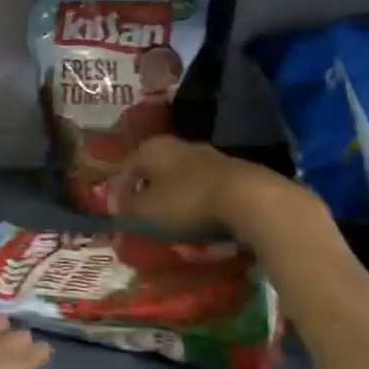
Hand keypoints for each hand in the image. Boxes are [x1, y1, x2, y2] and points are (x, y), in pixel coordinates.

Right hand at [113, 136, 293, 236]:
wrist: (251, 199)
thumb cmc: (187, 201)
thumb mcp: (146, 210)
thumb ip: (127, 208)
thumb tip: (117, 207)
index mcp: (153, 148)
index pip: (126, 167)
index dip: (119, 191)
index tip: (118, 213)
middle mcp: (180, 145)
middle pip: (156, 170)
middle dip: (148, 192)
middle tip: (143, 216)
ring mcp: (211, 157)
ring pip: (182, 179)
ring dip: (174, 199)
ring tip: (171, 223)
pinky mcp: (236, 174)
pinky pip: (206, 190)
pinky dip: (198, 204)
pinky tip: (200, 222)